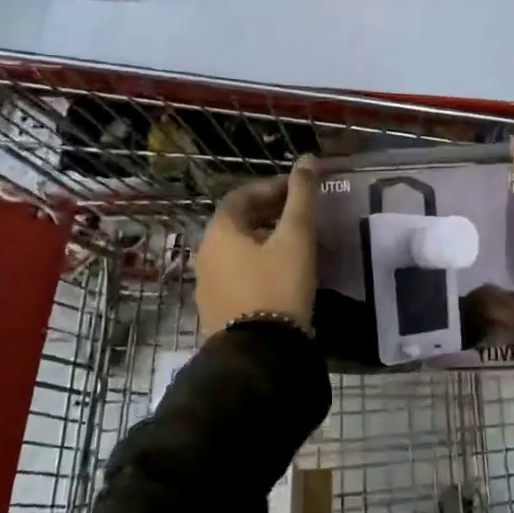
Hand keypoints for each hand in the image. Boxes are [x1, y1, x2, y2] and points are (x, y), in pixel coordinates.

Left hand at [195, 158, 319, 337]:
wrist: (259, 354)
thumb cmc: (278, 286)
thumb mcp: (295, 237)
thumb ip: (301, 196)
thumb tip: (307, 158)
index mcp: (220, 231)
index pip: (242, 196)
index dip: (271, 187)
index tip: (298, 189)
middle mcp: (206, 253)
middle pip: (238, 221)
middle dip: (269, 212)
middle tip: (300, 213)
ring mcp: (207, 284)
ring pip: (238, 249)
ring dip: (264, 238)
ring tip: (296, 242)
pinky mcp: (217, 309)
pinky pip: (237, 273)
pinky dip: (258, 262)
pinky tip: (282, 273)